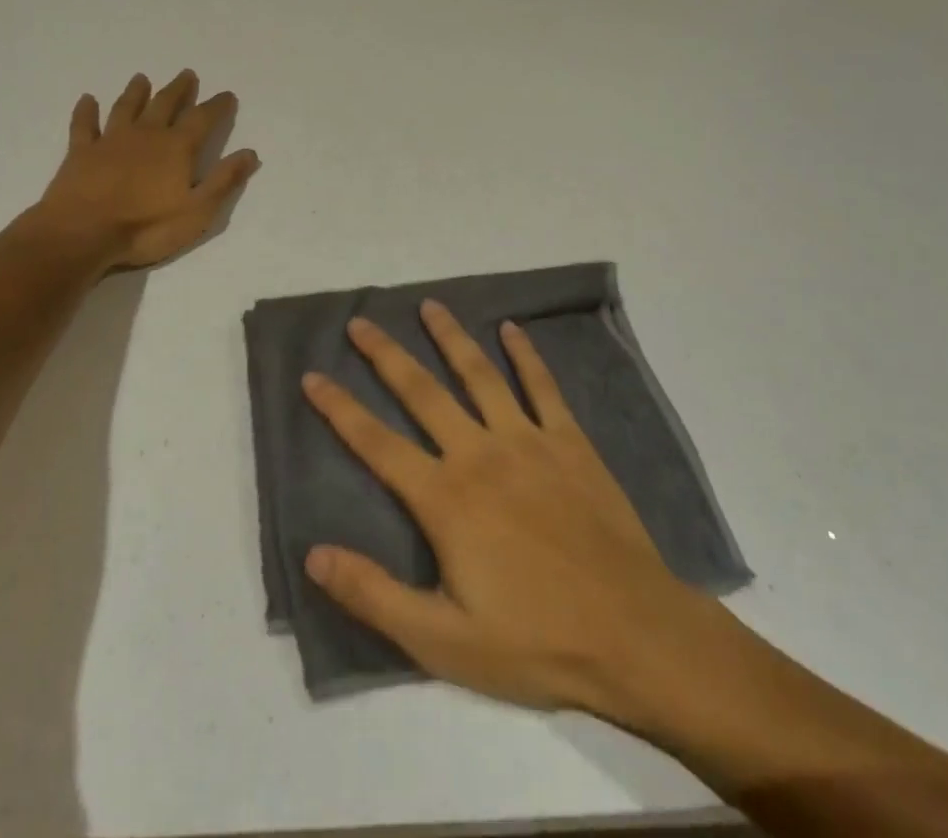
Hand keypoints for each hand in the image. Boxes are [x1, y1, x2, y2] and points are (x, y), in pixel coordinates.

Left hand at [27, 71, 259, 268]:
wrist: (82, 233)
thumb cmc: (146, 227)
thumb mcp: (198, 211)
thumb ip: (223, 180)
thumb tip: (250, 153)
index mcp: (176, 148)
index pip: (202, 119)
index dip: (217, 106)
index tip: (227, 95)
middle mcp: (146, 135)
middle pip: (165, 104)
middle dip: (179, 90)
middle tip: (187, 74)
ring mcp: (110, 140)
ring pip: (126, 107)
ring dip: (136, 92)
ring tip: (142, 78)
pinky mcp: (81, 152)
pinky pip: (84, 125)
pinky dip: (86, 111)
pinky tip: (87, 99)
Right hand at [301, 303, 732, 718]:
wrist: (634, 635)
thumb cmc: (535, 642)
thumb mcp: (443, 642)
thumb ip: (375, 595)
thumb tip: (314, 554)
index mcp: (445, 498)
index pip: (376, 443)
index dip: (339, 408)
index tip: (312, 375)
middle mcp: (480, 453)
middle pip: (422, 392)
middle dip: (385, 354)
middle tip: (360, 322)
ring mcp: (528, 441)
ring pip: (479, 374)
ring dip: (450, 337)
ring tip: (429, 305)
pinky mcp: (570, 442)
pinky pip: (542, 387)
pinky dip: (525, 354)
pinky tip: (511, 329)